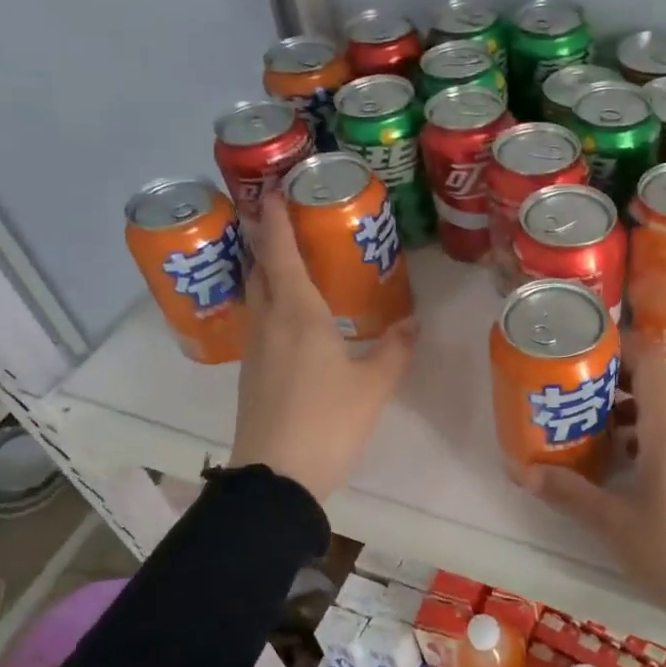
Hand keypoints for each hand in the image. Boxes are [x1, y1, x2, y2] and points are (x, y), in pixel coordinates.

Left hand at [228, 190, 418, 502]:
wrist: (277, 477)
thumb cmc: (328, 421)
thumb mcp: (373, 385)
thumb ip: (395, 349)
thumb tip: (413, 323)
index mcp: (298, 314)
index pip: (280, 252)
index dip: (276, 217)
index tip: (274, 189)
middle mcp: (269, 322)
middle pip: (259, 268)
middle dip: (267, 240)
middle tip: (287, 221)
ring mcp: (255, 348)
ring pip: (256, 295)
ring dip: (266, 271)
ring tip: (292, 263)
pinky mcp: (252, 373)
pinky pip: (259, 322)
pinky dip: (271, 303)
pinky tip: (293, 318)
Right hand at [523, 336, 665, 666]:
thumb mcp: (614, 525)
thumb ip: (568, 493)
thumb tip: (521, 472)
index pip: (649, 359)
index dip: (617, 344)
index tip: (580, 350)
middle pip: (655, 382)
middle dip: (613, 379)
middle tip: (571, 390)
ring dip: (629, 409)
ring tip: (588, 427)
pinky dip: (646, 434)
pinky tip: (621, 463)